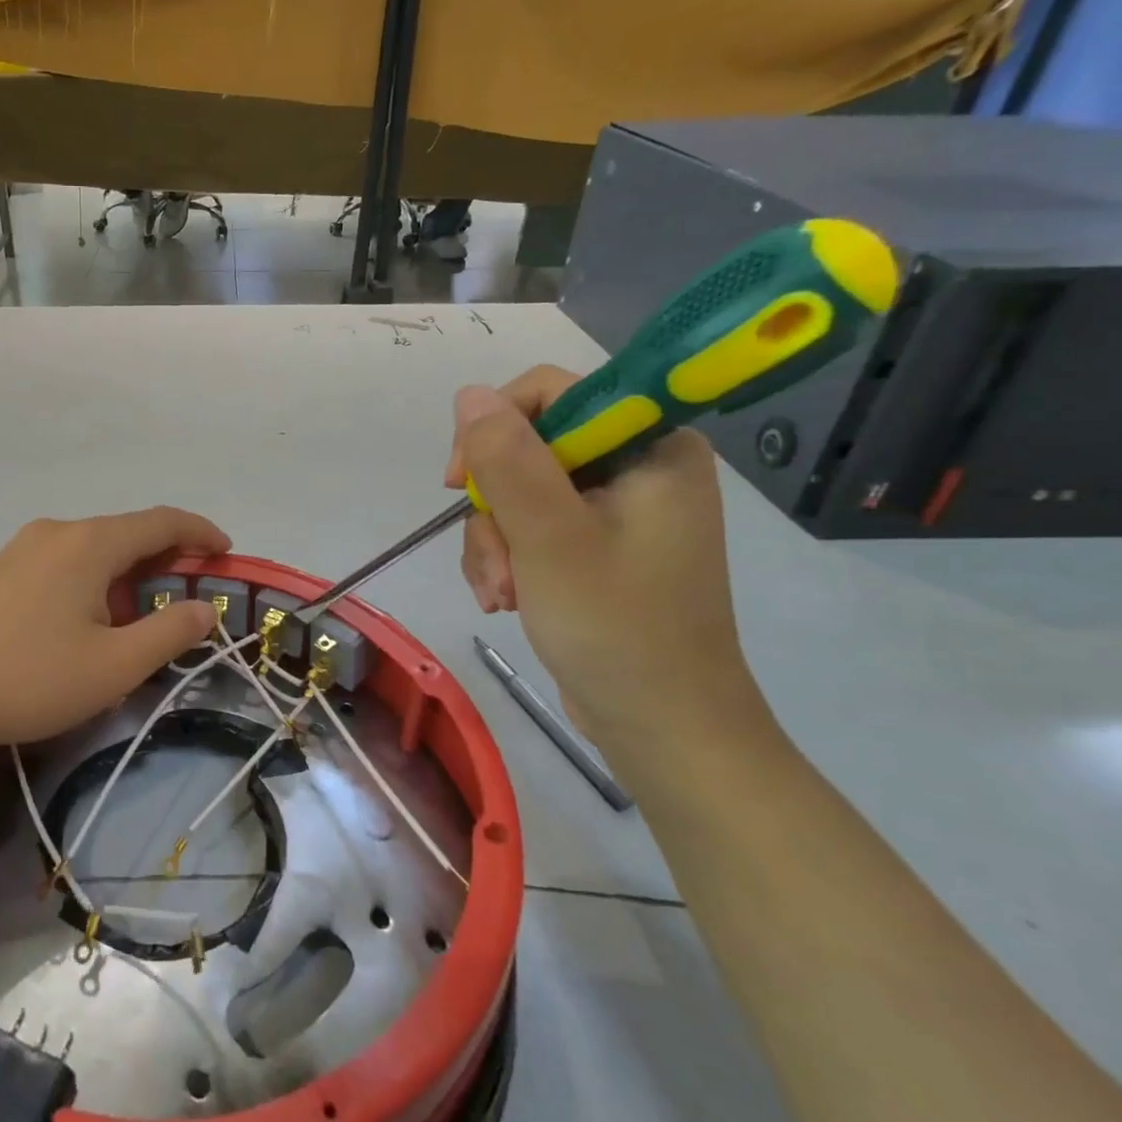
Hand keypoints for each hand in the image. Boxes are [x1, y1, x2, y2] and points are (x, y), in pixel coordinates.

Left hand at [0, 506, 229, 754]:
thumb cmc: (28, 677)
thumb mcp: (114, 666)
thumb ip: (169, 633)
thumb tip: (205, 608)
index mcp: (90, 543)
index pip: (162, 522)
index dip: (201, 532)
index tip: (227, 552)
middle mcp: (58, 532)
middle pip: (127, 532)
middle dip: (167, 558)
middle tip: (191, 593)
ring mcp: (23, 549)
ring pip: (94, 549)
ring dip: (129, 573)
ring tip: (142, 616)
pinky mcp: (0, 571)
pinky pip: (65, 562)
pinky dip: (96, 580)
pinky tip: (89, 620)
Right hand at [447, 367, 754, 740]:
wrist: (662, 728)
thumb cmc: (617, 628)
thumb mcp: (550, 537)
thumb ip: (508, 460)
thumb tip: (469, 394)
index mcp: (650, 447)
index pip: (553, 394)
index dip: (494, 427)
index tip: (459, 482)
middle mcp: (637, 467)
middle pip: (527, 449)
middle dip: (494, 509)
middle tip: (493, 562)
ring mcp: (616, 511)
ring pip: (518, 493)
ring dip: (494, 544)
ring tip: (501, 595)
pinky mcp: (596, 547)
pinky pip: (529, 528)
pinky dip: (507, 560)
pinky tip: (506, 600)